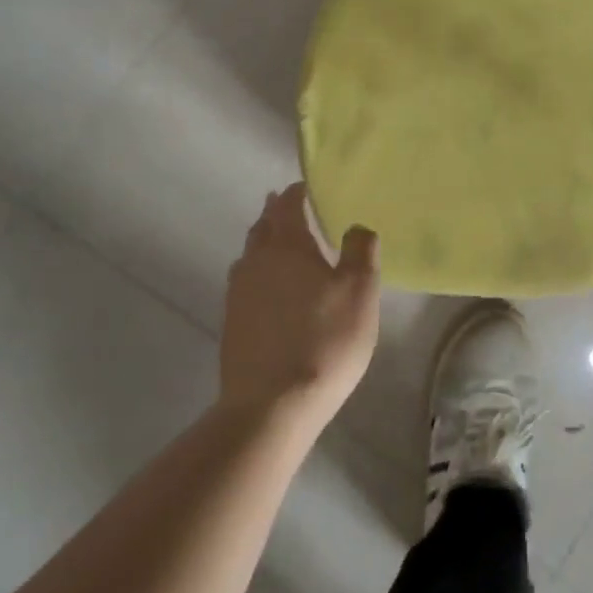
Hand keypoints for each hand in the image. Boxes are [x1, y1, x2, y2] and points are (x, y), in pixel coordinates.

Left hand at [220, 183, 379, 432]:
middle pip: (263, 228)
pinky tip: (271, 290)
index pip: (287, 206)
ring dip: (265, 243)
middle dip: (276, 214)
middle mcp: (255, 262)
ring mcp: (238, 295)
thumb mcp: (360, 291)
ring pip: (250, 256)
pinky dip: (259, 274)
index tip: (305, 186)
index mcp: (286, 246)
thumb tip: (356, 226)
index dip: (296, 192)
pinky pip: (246, 284)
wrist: (271, 406)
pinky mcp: (232, 326)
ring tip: (281, 245)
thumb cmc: (324, 339)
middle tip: (290, 207)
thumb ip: (361, 250)